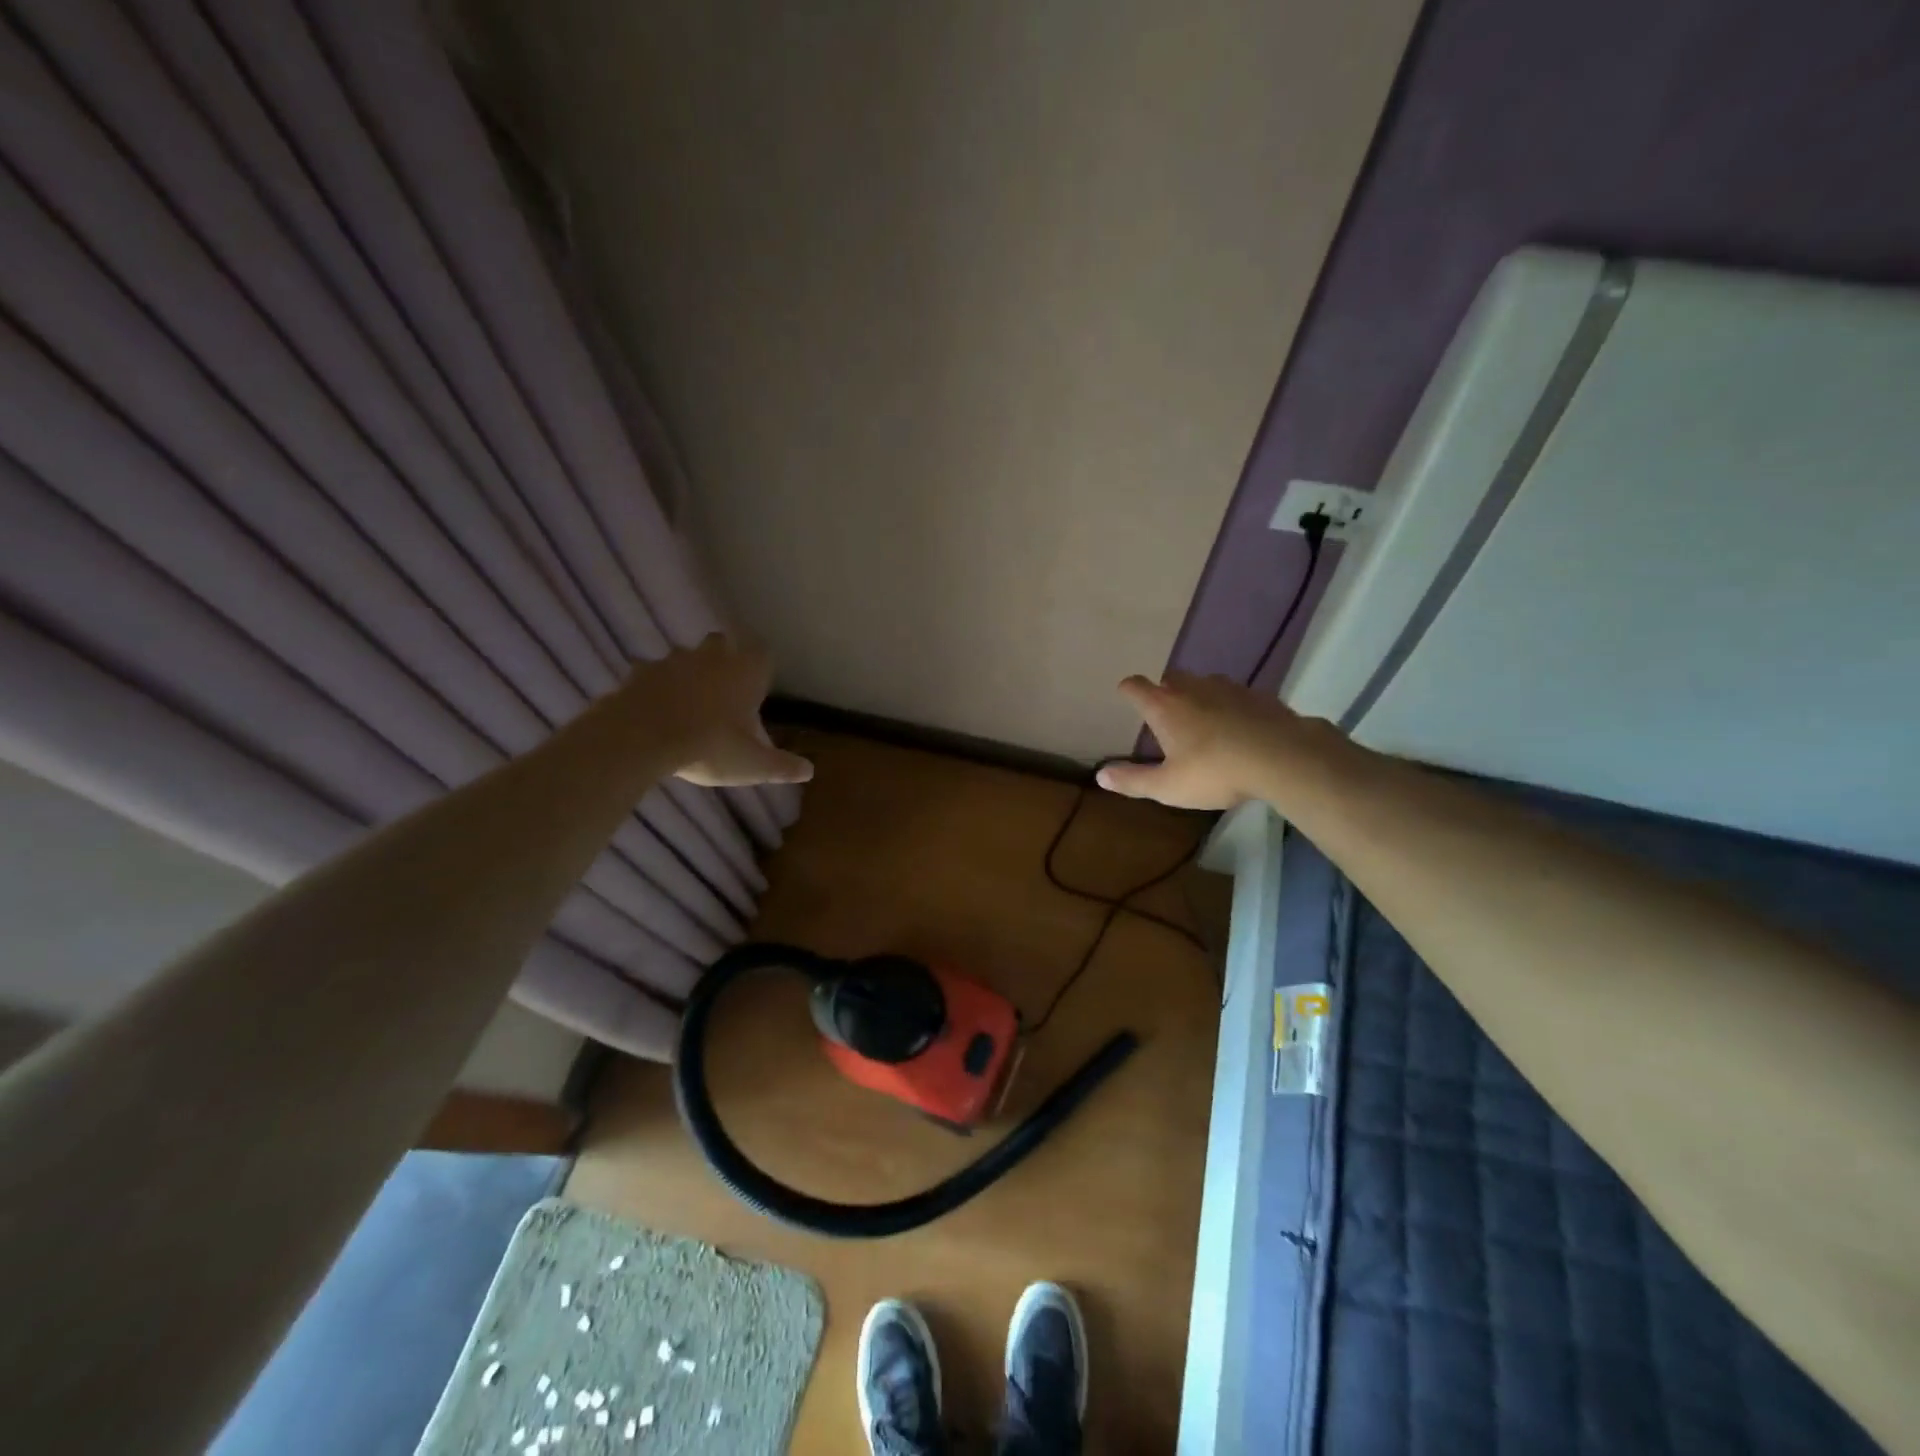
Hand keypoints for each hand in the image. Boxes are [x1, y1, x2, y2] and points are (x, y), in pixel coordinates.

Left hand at [625, 634, 813, 787]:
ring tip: (689, 700)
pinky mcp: (640, 672)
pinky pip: (652, 673)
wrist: (641, 738)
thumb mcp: (752, 765)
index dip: (761, 665)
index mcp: (744, 673)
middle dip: (725, 658)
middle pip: (723, 643)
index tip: (760, 682)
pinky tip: (655, 707)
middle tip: (725, 688)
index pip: (762, 653)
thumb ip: (782, 766)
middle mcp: (712, 658)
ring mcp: (673, 661)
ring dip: (689, 671)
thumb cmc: (709, 746)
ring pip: (686, 655)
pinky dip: (656, 686)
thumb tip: (809, 771)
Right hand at [1097, 670, 1343, 809]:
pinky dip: (1230, 706)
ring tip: (1201, 718)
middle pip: (1171, 678)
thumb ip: (1133, 780)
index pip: (1136, 686)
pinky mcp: (1258, 696)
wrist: (1283, 757)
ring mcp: (1228, 688)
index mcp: (1165, 706)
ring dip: (1198, 695)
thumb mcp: (1168, 786)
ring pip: (1204, 683)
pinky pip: (1235, 695)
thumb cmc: (1216, 771)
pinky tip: (1237, 726)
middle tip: (1165, 713)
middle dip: (1164, 691)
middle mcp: (1192, 688)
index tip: (1125, 695)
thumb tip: (1100, 775)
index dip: (1128, 690)